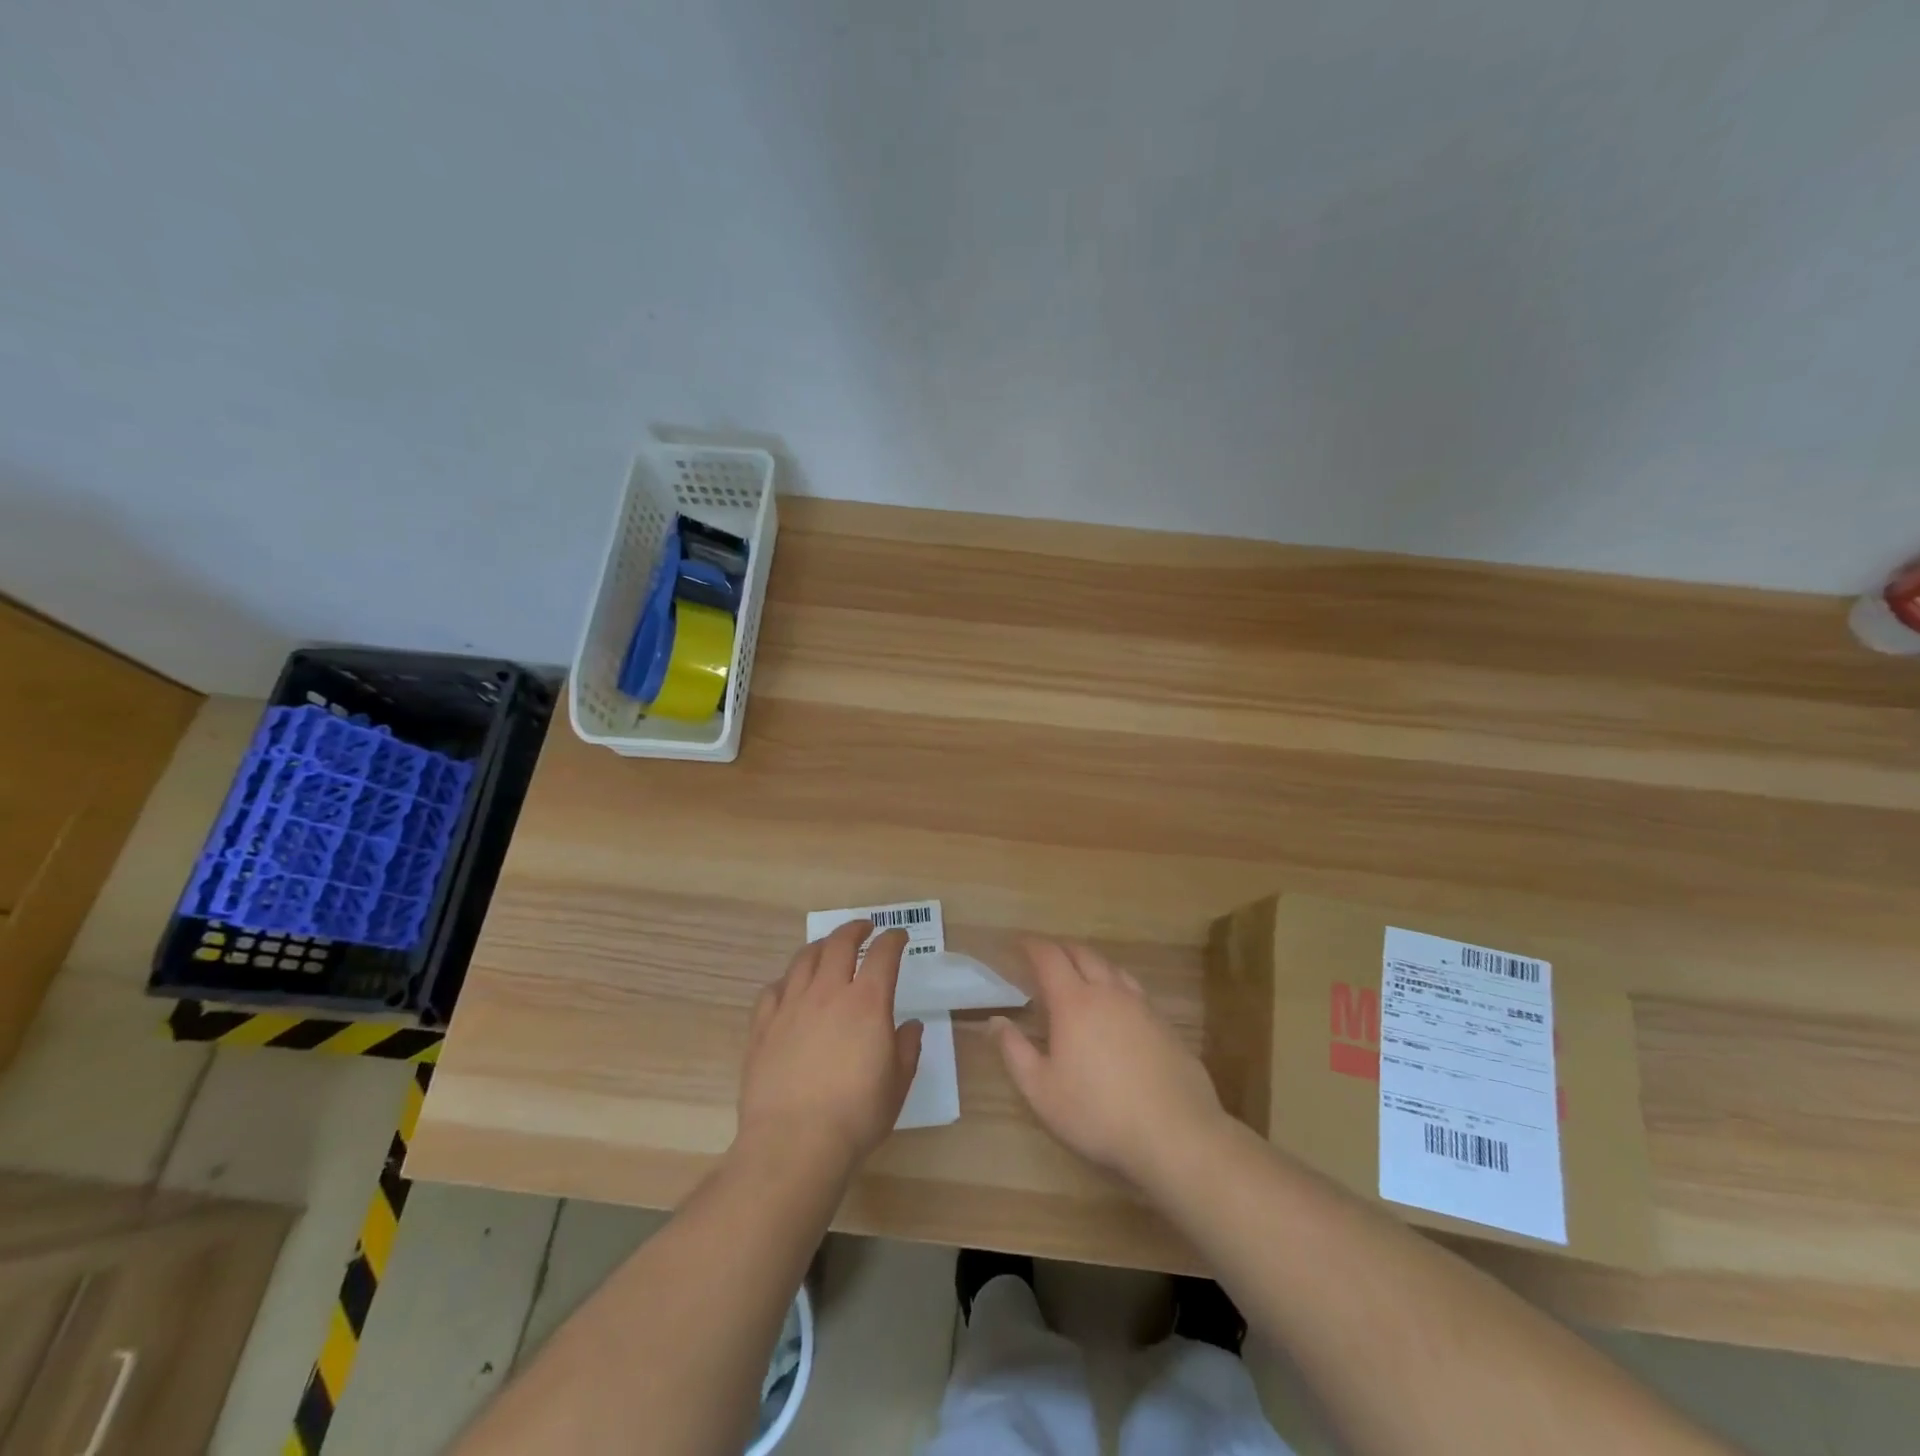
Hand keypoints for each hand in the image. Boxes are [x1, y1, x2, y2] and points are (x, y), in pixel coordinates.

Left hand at [736, 923, 923, 1175]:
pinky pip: (773, 990)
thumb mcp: (897, 1085)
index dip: (893, 939)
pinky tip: (790, 989)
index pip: (883, 954)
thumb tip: (908, 1027)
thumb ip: (906, 1049)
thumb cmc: (856, 1116)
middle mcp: (828, 992)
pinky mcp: (763, 1026)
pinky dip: (787, 981)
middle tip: (864, 928)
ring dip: (820, 947)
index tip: (898, 937)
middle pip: (839, 943)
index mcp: (867, 1002)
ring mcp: (791, 1006)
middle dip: (855, 929)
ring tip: (827, 948)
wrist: (793, 1143)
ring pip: (804, 959)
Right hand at [993, 940, 1228, 1189]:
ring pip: (1112, 968)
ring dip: (1091, 963)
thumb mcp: (1041, 1091)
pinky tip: (1116, 1007)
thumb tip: (995, 1021)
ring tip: (1079, 974)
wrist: (1176, 1133)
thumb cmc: (1098, 1113)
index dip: (1032, 946)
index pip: (1049, 957)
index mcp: (1074, 1002)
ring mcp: (1142, 1006)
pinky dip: (1116, 985)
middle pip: (1083, 954)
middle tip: (1046, 956)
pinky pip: (1134, 990)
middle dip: (1061, 948)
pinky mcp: (1165, 1024)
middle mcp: (1108, 992)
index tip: (1019, 943)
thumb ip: (1014, 1052)